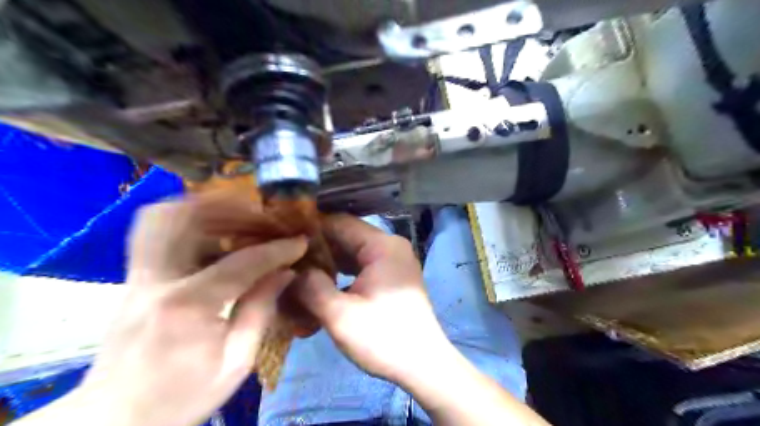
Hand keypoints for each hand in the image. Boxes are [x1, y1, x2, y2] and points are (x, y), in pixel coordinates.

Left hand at [73, 198, 304, 425]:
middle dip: (231, 209)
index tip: (301, 242)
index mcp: (186, 306)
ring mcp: (137, 277)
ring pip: (161, 217)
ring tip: (241, 217)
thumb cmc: (181, 397)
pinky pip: (156, 233)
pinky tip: (216, 234)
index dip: (277, 249)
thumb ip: (260, 311)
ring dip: (205, 208)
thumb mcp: (235, 363)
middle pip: (184, 218)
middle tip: (263, 217)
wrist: (114, 421)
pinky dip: (188, 222)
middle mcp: (155, 281)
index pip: (241, 262)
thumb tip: (285, 273)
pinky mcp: (133, 280)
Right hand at [294, 215, 453, 383]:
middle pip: (346, 237)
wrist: (423, 365)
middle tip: (286, 260)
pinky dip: (342, 273)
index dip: (311, 229)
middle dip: (317, 248)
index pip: (340, 223)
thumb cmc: (383, 338)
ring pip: (353, 253)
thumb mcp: (340, 315)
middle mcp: (390, 246)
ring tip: (299, 273)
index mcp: (382, 246)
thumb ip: (311, 287)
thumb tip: (291, 271)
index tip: (283, 238)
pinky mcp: (392, 277)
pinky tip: (322, 285)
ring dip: (328, 262)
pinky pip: (362, 266)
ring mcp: (393, 261)